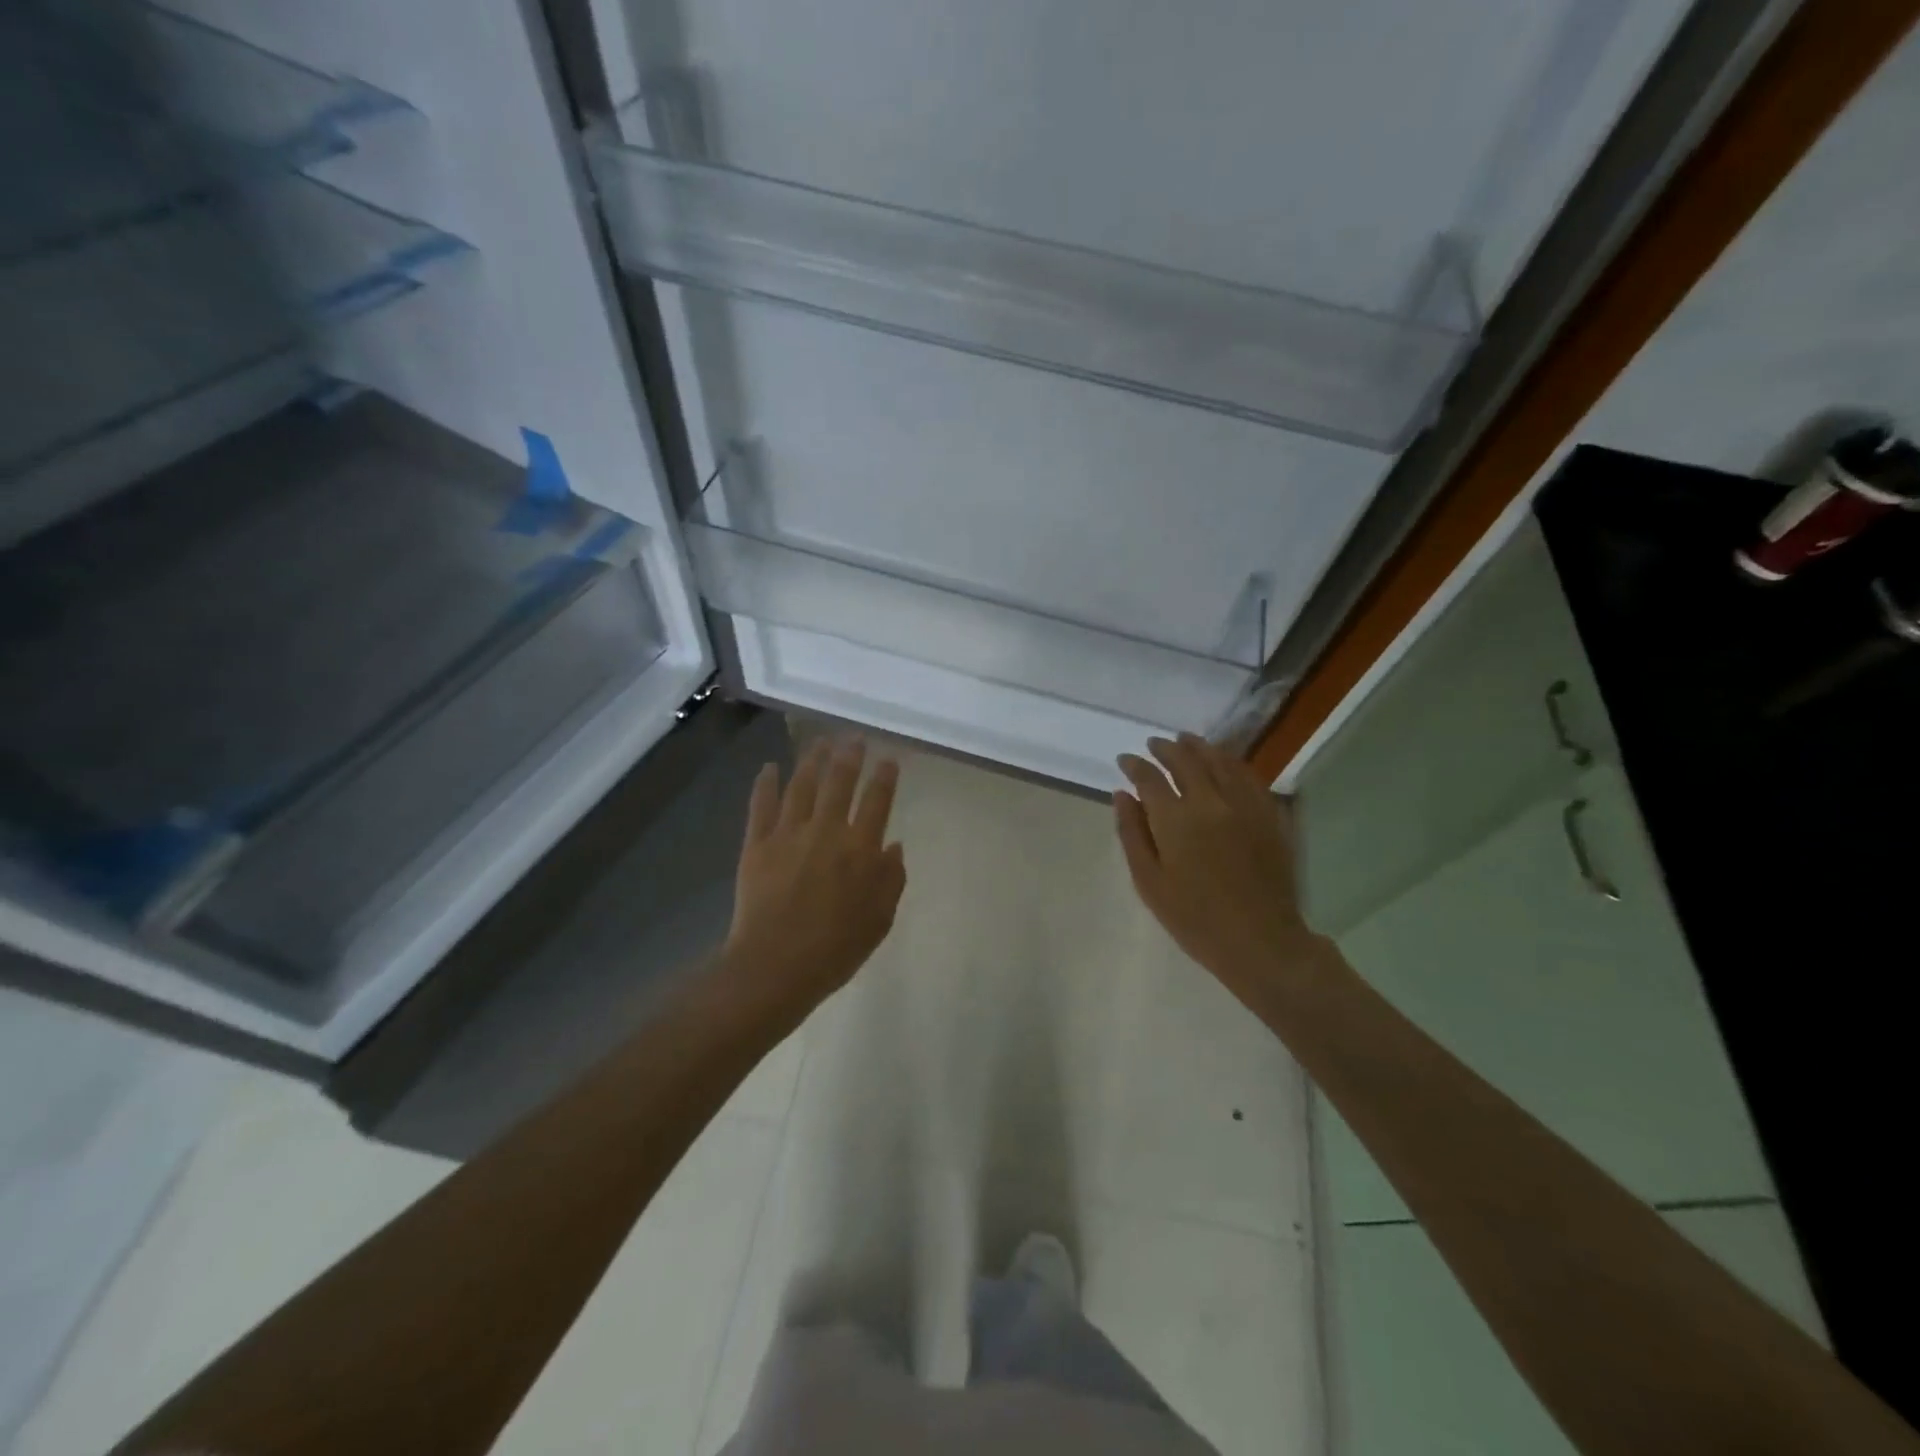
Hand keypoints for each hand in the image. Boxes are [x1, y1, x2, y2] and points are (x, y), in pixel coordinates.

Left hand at [721, 737, 905, 1020]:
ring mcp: (788, 834)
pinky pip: (761, 806)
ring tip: (821, 742)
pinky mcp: (757, 844)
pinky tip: (769, 767)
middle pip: (840, 782)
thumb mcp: (880, 920)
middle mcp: (826, 831)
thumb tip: (895, 846)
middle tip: (854, 738)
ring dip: (813, 760)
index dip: (885, 777)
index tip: (889, 760)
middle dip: (850, 756)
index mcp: (861, 849)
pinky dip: (766, 784)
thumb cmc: (836, 948)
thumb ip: (891, 880)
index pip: (877, 801)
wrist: (776, 965)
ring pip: (802, 785)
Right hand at [1114, 733, 1321, 1001]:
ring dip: (1199, 747)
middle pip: (1185, 761)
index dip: (1134, 765)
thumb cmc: (1195, 919)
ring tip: (1185, 741)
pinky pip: (1248, 776)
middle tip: (1153, 744)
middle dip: (1165, 749)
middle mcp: (1210, 801)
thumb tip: (1122, 795)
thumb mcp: (1149, 882)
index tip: (1125, 761)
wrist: (1260, 941)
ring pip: (1219, 761)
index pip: (1150, 778)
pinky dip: (1231, 762)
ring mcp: (1244, 805)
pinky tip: (1224, 762)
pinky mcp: (1269, 815)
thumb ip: (1132, 834)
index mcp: (1176, 819)